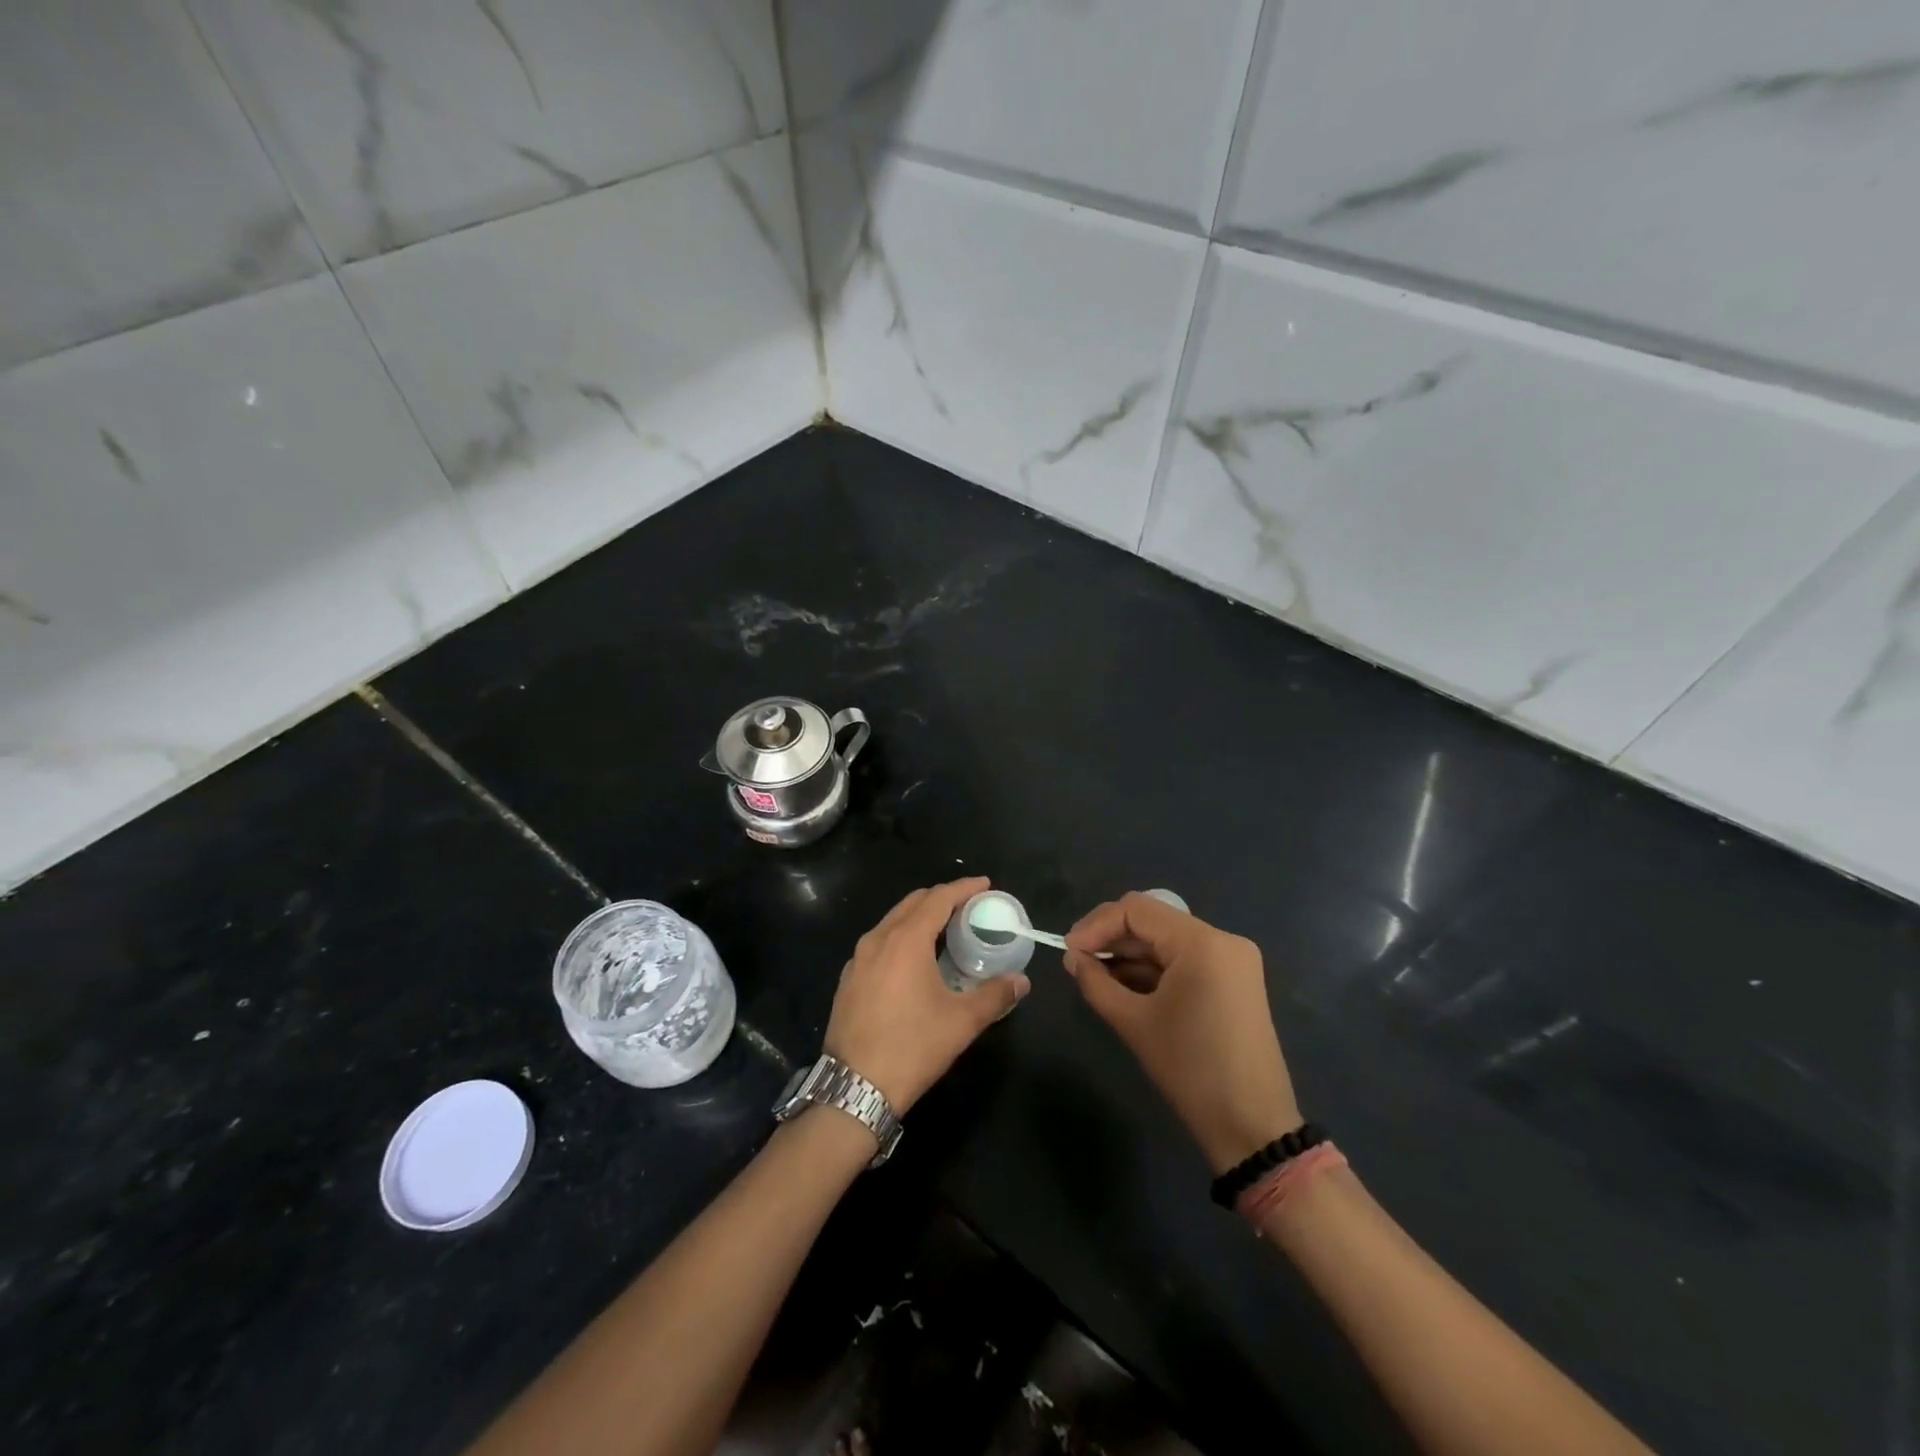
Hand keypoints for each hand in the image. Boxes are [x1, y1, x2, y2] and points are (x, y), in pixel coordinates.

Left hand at [824, 877, 1027, 1113]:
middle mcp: (878, 939)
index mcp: (906, 940)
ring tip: (944, 930)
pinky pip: (878, 942)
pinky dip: (900, 937)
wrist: (854, 1088)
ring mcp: (858, 959)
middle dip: (941, 898)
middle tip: (968, 906)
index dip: (963, 888)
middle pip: (913, 903)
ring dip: (919, 917)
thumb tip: (1021, 981)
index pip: (938, 898)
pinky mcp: (848, 979)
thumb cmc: (912, 1047)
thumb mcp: (962, 1022)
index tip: (984, 885)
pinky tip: (913, 960)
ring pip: (892, 921)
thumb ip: (995, 995)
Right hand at [1063, 892, 1299, 1173]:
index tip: (1068, 950)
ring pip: (1167, 942)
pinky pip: (1184, 962)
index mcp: (1202, 942)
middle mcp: (1222, 940)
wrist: (1251, 1128)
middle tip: (1076, 963)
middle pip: (1153, 922)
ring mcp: (1233, 961)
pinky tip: (1123, 987)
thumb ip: (1096, 982)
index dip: (1096, 925)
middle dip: (1112, 939)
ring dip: (1130, 956)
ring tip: (1094, 978)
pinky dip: (1153, 971)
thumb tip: (1073, 958)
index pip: (1137, 909)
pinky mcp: (1234, 982)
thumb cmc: (1190, 1070)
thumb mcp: (1134, 1023)